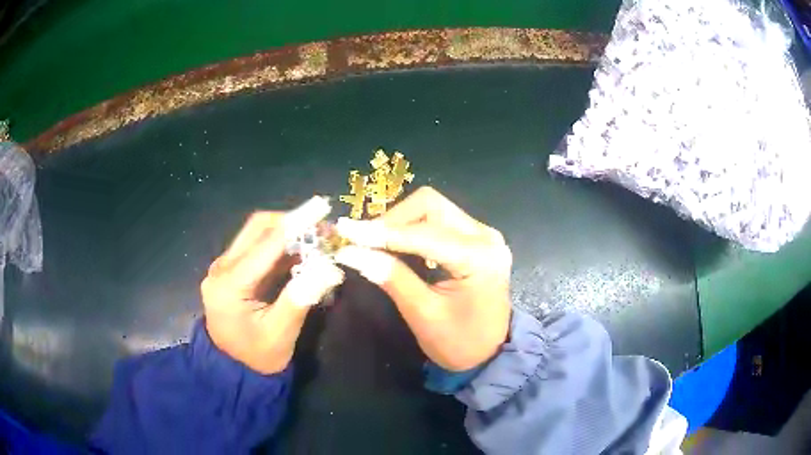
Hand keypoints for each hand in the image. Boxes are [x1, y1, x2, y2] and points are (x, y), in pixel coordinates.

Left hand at [201, 197, 344, 374]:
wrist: (231, 370)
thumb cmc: (256, 357)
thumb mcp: (280, 334)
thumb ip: (300, 299)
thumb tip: (329, 267)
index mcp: (229, 284)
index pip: (267, 244)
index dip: (297, 223)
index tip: (323, 206)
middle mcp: (221, 268)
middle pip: (257, 228)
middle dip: (292, 221)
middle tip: (323, 228)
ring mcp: (223, 267)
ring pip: (256, 233)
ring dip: (287, 231)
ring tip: (317, 237)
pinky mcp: (230, 270)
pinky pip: (256, 247)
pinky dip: (280, 244)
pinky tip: (300, 251)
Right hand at [335, 187, 511, 371]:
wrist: (492, 354)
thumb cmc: (460, 343)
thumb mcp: (423, 314)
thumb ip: (391, 278)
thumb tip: (352, 252)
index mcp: (478, 257)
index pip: (422, 233)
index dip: (380, 232)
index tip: (345, 232)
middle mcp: (485, 236)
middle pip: (429, 206)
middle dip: (392, 220)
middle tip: (364, 241)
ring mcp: (484, 235)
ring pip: (433, 209)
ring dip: (401, 222)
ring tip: (375, 244)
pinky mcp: (477, 239)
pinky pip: (440, 221)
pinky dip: (414, 228)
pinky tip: (398, 246)